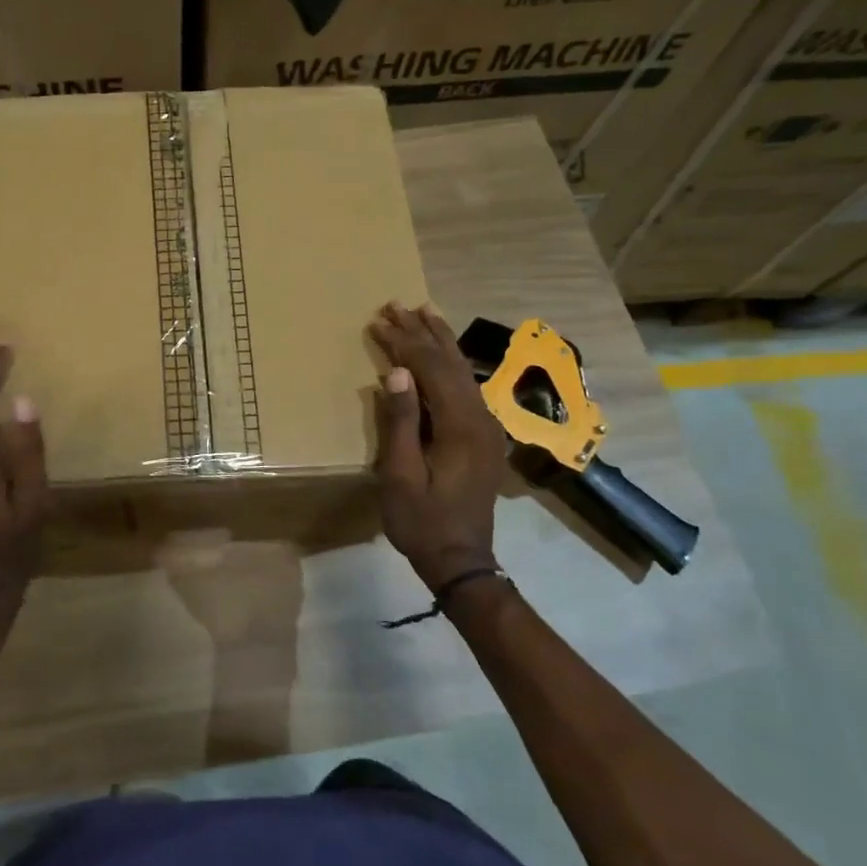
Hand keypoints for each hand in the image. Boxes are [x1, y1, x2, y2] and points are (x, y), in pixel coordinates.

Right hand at [369, 302, 508, 589]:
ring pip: (463, 371)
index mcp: (461, 426)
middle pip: (451, 363)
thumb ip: (401, 422)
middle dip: (423, 332)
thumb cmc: (422, 521)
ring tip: (423, 312)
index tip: (379, 321)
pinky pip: (466, 387)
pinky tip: (442, 353)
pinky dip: (450, 363)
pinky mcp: (483, 436)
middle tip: (396, 304)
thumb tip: (396, 373)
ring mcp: (487, 427)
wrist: (462, 560)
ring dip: (440, 341)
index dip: (405, 343)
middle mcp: (481, 418)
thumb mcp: (400, 474)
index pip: (431, 369)